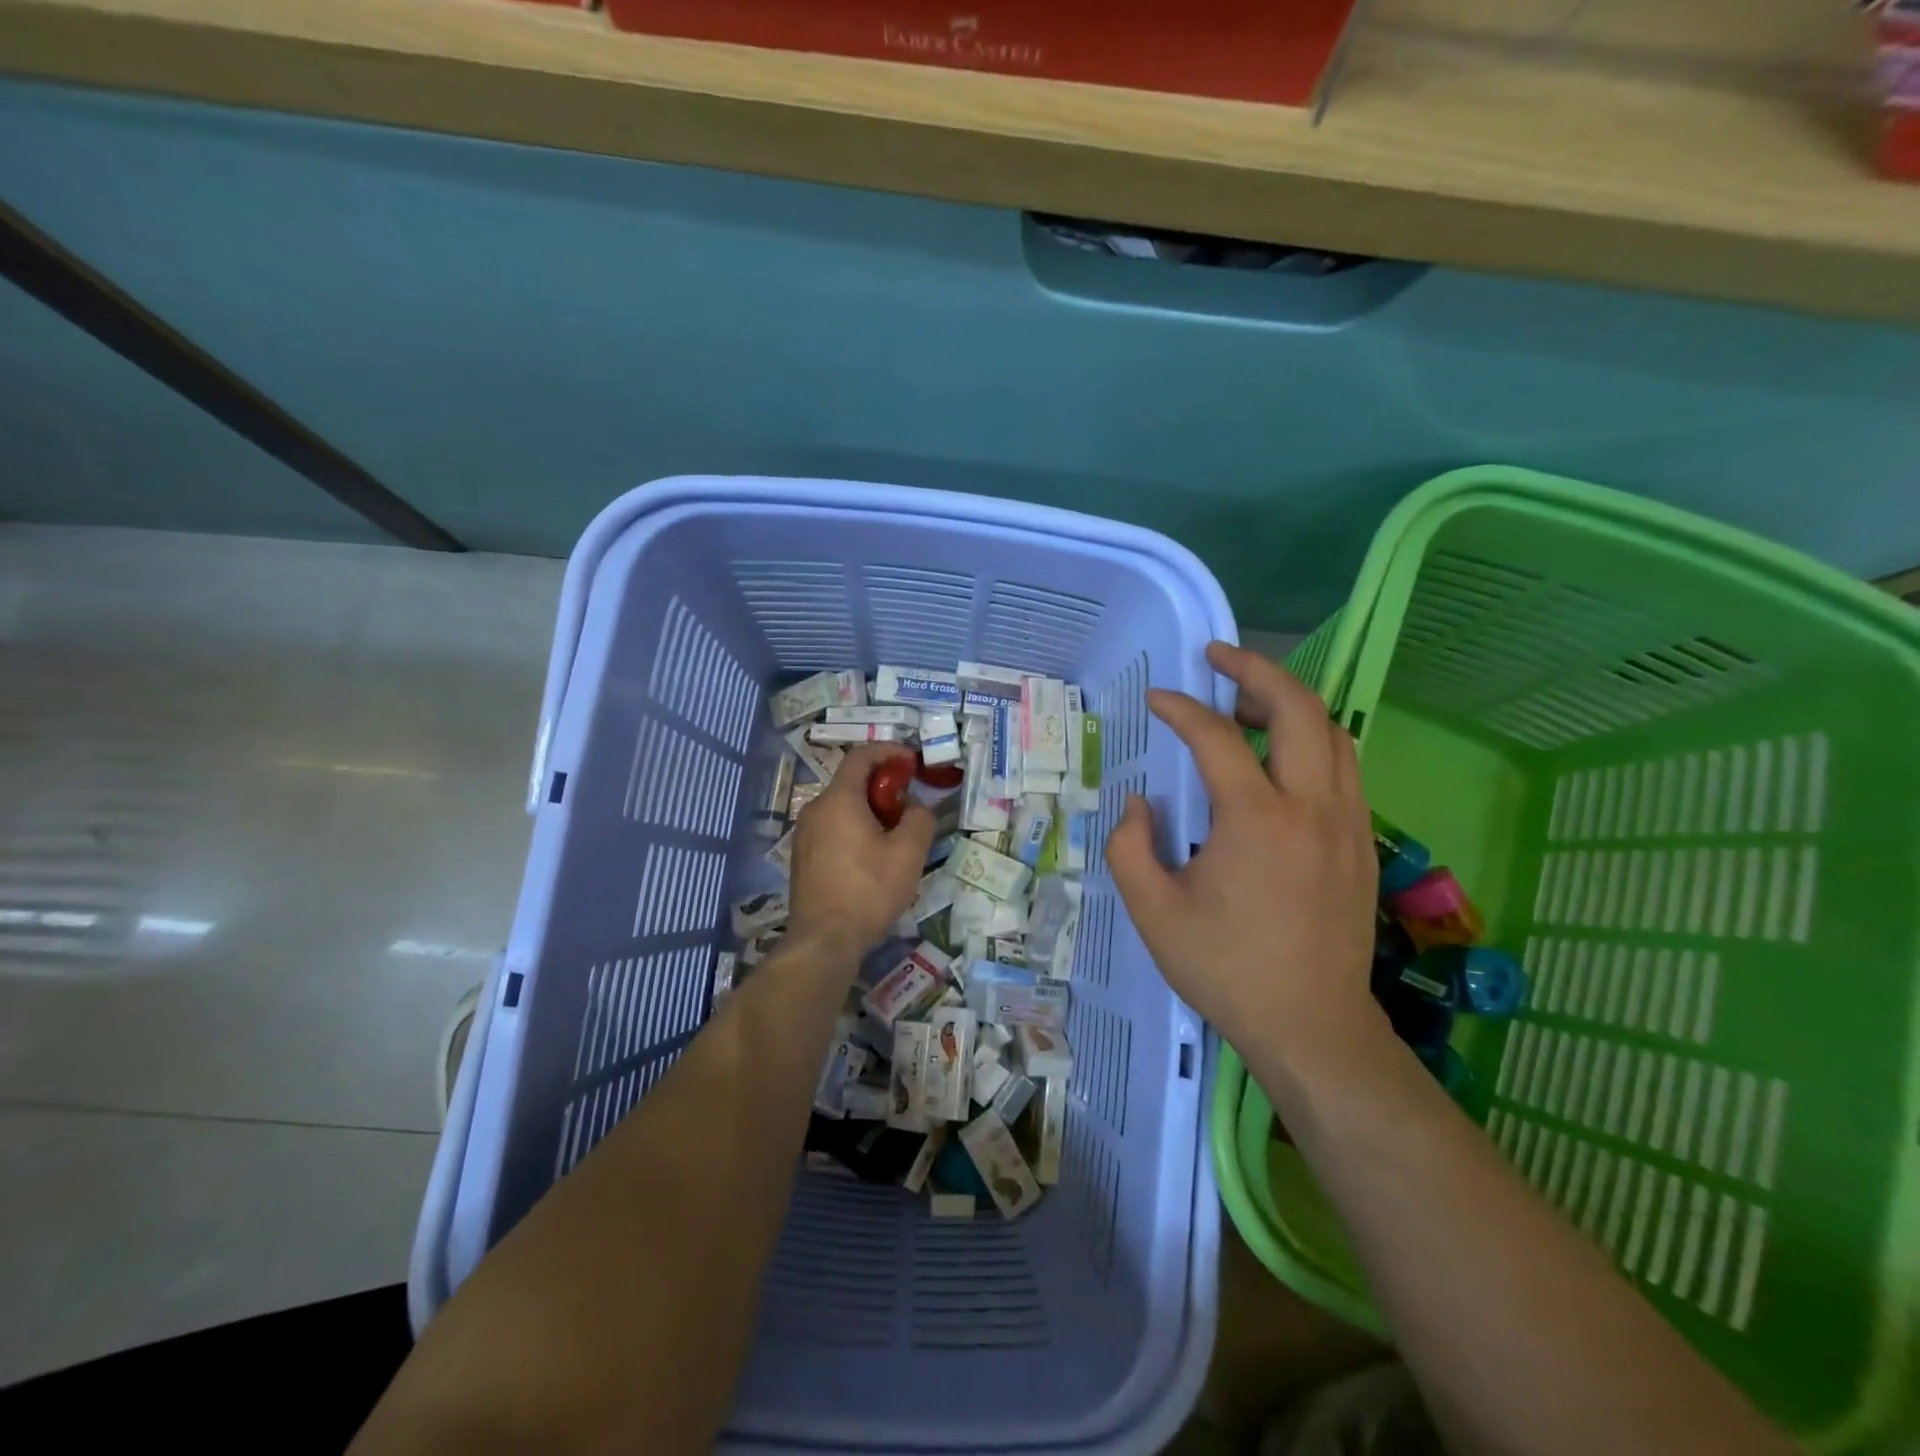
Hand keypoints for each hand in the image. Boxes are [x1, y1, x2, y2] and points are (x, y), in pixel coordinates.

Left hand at [788, 744, 935, 964]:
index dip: (888, 752)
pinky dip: (854, 829)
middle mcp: (815, 809)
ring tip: (895, 836)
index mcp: (839, 800)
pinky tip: (872, 858)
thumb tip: (915, 809)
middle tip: (908, 806)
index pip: (861, 756)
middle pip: (851, 782)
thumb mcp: (908, 854)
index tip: (911, 762)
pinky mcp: (802, 857)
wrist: (823, 941)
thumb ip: (919, 820)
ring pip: (841, 807)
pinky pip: (832, 829)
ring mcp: (804, 834)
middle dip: (883, 786)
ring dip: (870, 810)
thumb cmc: (868, 891)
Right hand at [1106, 641, 1380, 1058]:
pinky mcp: (1362, 843)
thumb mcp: (1153, 912)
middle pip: (1299, 709)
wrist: (1312, 1026)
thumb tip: (1141, 803)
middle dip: (1257, 670)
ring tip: (1247, 706)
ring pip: (1332, 733)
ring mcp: (1347, 823)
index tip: (1158, 700)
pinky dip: (1311, 741)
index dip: (1182, 709)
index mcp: (1255, 819)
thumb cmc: (1226, 969)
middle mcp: (1311, 807)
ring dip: (1289, 704)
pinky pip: (1343, 767)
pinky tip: (1279, 760)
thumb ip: (1129, 846)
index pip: (1217, 737)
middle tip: (1218, 659)